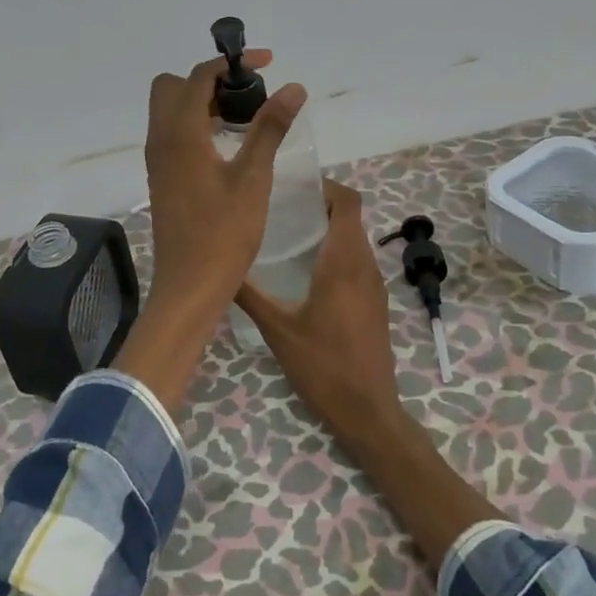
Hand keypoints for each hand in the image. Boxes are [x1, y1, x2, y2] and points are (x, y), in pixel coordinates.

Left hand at [142, 50, 307, 324]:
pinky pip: (172, 134)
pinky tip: (227, 147)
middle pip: (173, 87)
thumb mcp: (254, 177)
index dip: (232, 62)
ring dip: (202, 102)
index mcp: (181, 133)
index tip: (267, 64)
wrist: (190, 285)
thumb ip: (270, 128)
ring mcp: (158, 160)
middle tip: (246, 95)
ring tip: (243, 118)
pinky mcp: (162, 178)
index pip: (199, 76)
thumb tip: (294, 88)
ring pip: (170, 111)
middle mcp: (161, 140)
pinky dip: (196, 125)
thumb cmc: (224, 232)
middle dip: (208, 80)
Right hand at [235, 181, 402, 441]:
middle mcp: (364, 266)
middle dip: (321, 205)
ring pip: (355, 240)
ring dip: (329, 230)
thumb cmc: (322, 365)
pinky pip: (358, 261)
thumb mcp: (277, 330)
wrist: (367, 409)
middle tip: (283, 210)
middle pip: (351, 217)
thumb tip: (220, 267)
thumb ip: (250, 295)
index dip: (326, 186)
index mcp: (344, 262)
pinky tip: (307, 272)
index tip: (295, 188)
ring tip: (290, 236)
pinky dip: (337, 252)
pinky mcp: (375, 302)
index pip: (348, 202)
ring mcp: (374, 284)